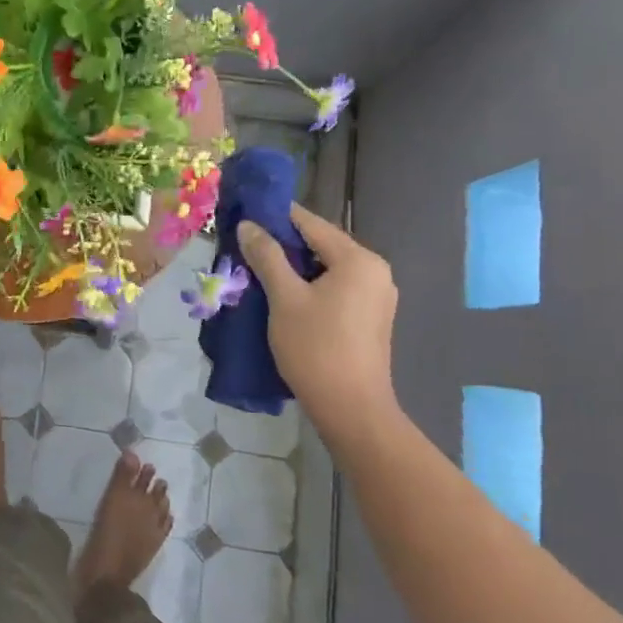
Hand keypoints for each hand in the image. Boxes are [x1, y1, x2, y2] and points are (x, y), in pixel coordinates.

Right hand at [237, 205, 399, 435]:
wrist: (351, 409)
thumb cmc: (316, 347)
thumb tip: (249, 225)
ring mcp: (376, 296)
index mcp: (358, 260)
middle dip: (284, 244)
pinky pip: (336, 288)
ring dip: (295, 267)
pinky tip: (283, 295)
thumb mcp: (284, 298)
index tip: (246, 213)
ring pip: (327, 268)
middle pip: (321, 245)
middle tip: (246, 245)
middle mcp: (374, 271)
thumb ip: (267, 256)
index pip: (311, 223)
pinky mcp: (370, 318)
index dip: (277, 216)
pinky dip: (310, 286)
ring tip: (258, 269)